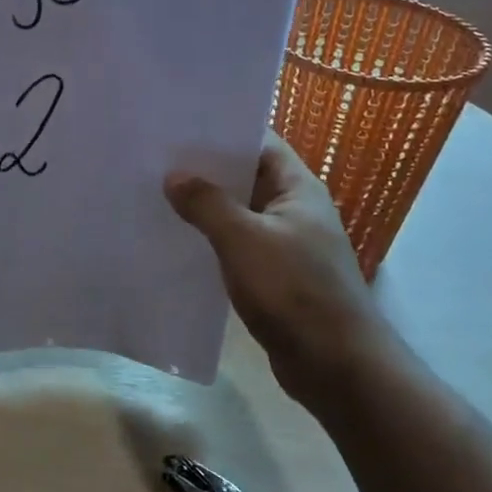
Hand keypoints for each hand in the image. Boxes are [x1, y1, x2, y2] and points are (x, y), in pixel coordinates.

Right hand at [165, 132, 386, 383]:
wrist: (336, 365)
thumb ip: (207, 204)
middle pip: (246, 176)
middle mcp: (294, 210)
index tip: (178, 125)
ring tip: (156, 195)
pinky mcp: (274, 276)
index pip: (260, 142)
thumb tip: (174, 176)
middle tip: (155, 159)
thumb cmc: (294, 290)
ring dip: (205, 207)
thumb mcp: (244, 240)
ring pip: (238, 213)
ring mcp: (285, 244)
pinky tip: (177, 241)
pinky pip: (237, 245)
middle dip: (205, 169)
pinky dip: (211, 239)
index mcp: (298, 188)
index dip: (222, 131)